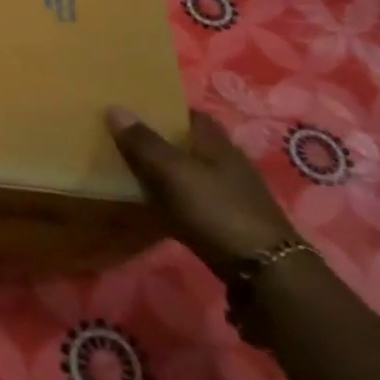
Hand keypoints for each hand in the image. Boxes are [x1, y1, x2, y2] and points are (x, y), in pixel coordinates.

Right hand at [107, 107, 294, 271]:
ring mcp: (229, 194)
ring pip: (188, 172)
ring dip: (164, 170)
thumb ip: (144, 143)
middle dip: (159, 140)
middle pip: (188, 143)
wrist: (264, 271)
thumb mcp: (174, 173)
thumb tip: (114, 107)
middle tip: (122, 139)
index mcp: (217, 144)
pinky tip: (151, 205)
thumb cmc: (217, 210)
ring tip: (128, 170)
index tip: (133, 110)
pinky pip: (190, 199)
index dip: (164, 109)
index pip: (190, 114)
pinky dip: (171, 198)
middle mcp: (226, 164)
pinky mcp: (226, 221)